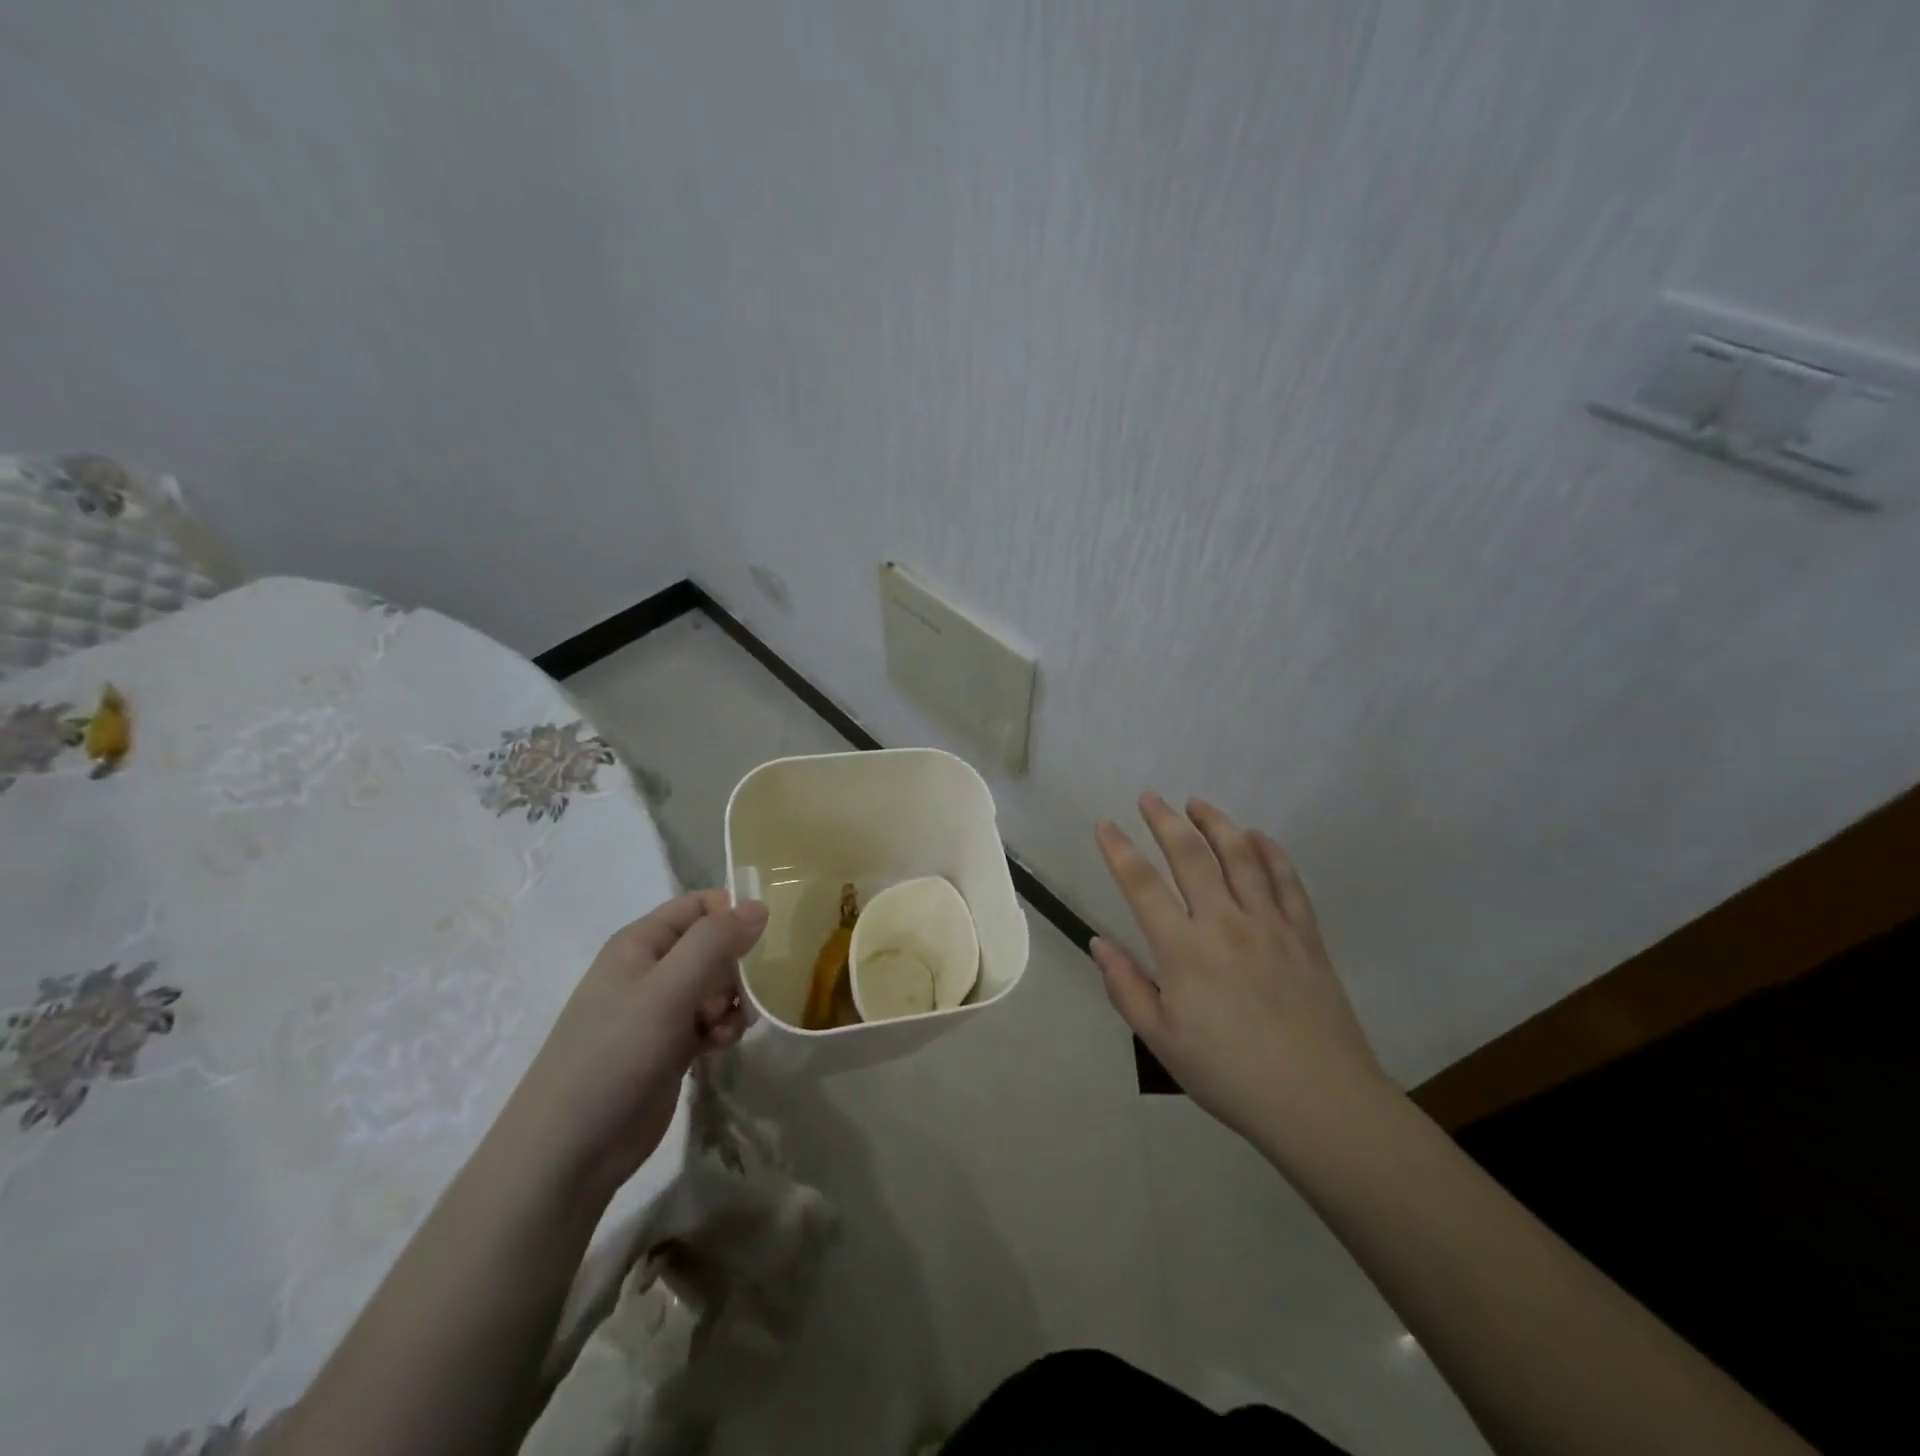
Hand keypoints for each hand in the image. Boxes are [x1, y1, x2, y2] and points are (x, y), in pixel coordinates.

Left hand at [494, 890, 767, 1200]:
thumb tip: (759, 906)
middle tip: (746, 993)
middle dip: (737, 965)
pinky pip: (709, 1021)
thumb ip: (715, 941)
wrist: (569, 1152)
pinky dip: (722, 1028)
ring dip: (734, 1000)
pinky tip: (722, 1046)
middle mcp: (649, 970)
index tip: (765, 940)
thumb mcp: (669, 989)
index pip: (699, 905)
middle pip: (711, 945)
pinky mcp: (668, 1048)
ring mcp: (658, 1011)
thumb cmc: (615, 1055)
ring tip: (731, 1026)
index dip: (733, 914)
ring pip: (715, 985)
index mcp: (640, 943)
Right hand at [1092, 794, 1391, 1154]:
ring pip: (1240, 856)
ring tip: (1197, 803)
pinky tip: (1257, 837)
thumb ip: (1126, 988)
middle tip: (1150, 797)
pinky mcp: (1305, 934)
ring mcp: (1270, 924)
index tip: (1105, 825)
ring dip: (1216, 823)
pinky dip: (1270, 851)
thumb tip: (1098, 942)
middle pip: (1191, 855)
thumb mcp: (1161, 1041)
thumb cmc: (1229, 1075)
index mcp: (1183, 950)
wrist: (1319, 1102)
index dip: (1119, 850)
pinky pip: (1286, 879)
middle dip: (1165, 821)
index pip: (1141, 884)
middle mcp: (1224, 923)